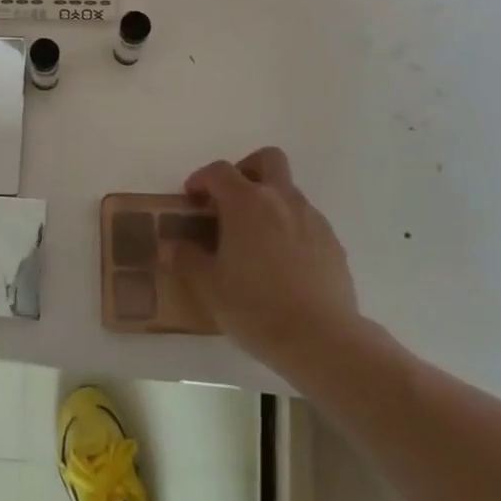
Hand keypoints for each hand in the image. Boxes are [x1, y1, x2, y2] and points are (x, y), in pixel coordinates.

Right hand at [173, 147, 366, 387]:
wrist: (323, 340)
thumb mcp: (209, 287)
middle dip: (247, 170)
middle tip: (231, 200)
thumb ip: (187, 259)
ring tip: (256, 240)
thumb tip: (168, 246)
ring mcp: (312, 218)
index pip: (219, 171)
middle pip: (267, 159)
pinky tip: (283, 263)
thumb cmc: (257, 307)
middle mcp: (281, 199)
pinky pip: (307, 221)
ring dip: (270, 201)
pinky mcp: (333, 242)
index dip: (201, 178)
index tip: (192, 197)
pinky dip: (291, 228)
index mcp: (246, 202)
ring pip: (288, 191)